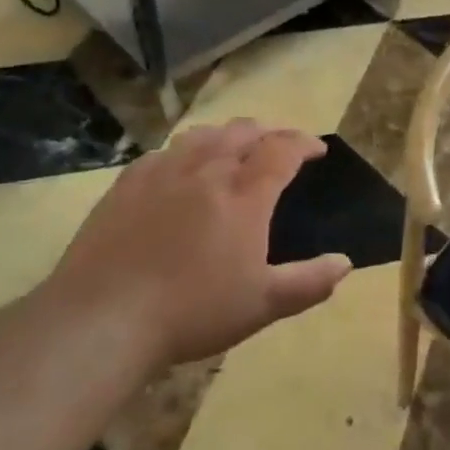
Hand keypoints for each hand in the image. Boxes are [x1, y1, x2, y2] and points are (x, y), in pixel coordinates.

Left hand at [51, 120, 351, 370]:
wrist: (103, 318)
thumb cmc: (192, 311)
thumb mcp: (262, 305)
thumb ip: (309, 282)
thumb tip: (345, 262)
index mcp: (245, 194)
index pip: (282, 150)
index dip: (304, 143)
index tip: (317, 149)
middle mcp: (207, 170)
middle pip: (244, 131)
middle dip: (270, 131)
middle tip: (280, 143)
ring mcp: (164, 173)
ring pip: (204, 134)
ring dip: (228, 134)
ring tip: (235, 146)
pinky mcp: (127, 184)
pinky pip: (164, 152)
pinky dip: (186, 150)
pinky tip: (182, 166)